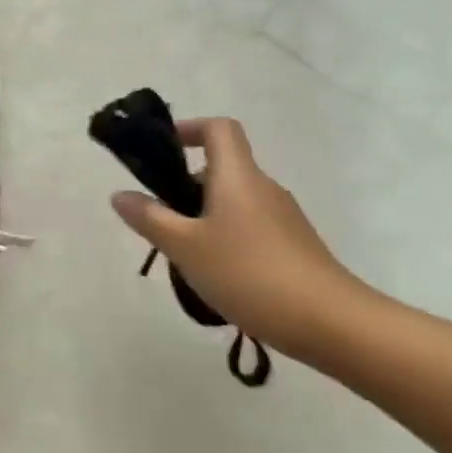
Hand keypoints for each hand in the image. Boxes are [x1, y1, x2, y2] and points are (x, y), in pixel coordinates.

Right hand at [110, 117, 368, 356]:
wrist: (331, 323)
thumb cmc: (249, 273)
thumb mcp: (184, 246)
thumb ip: (149, 218)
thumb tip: (120, 194)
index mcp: (237, 177)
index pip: (219, 129)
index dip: (189, 129)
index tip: (163, 151)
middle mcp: (263, 188)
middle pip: (221, 168)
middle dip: (184, 186)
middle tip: (158, 219)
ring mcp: (283, 218)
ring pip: (233, 201)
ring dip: (202, 216)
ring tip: (181, 254)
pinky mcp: (293, 246)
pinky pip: (249, 226)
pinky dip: (224, 237)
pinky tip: (214, 274)